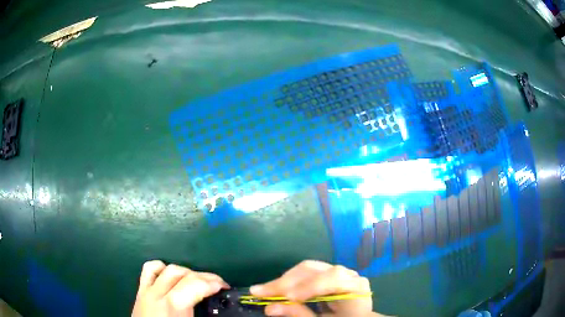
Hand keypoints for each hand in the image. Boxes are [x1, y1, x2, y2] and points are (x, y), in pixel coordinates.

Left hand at [132, 260, 228, 316]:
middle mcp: (158, 293)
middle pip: (183, 274)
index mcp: (173, 306)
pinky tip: (170, 275)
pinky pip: (149, 270)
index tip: (225, 287)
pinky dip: (162, 268)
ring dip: (185, 272)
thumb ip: (204, 316)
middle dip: (204, 276)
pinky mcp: (140, 291)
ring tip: (196, 281)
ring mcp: (147, 290)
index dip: (213, 283)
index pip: (195, 285)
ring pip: (167, 268)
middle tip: (217, 285)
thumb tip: (222, 313)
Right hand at [250, 260, 385, 316]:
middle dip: (285, 282)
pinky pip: (306, 274)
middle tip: (259, 292)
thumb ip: (299, 314)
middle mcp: (347, 275)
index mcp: (355, 287)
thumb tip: (268, 308)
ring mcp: (338, 273)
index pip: (333, 278)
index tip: (286, 297)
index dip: (308, 286)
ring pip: (306, 269)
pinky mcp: (328, 275)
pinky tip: (277, 288)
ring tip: (264, 290)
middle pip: (314, 270)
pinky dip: (289, 281)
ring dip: (283, 280)